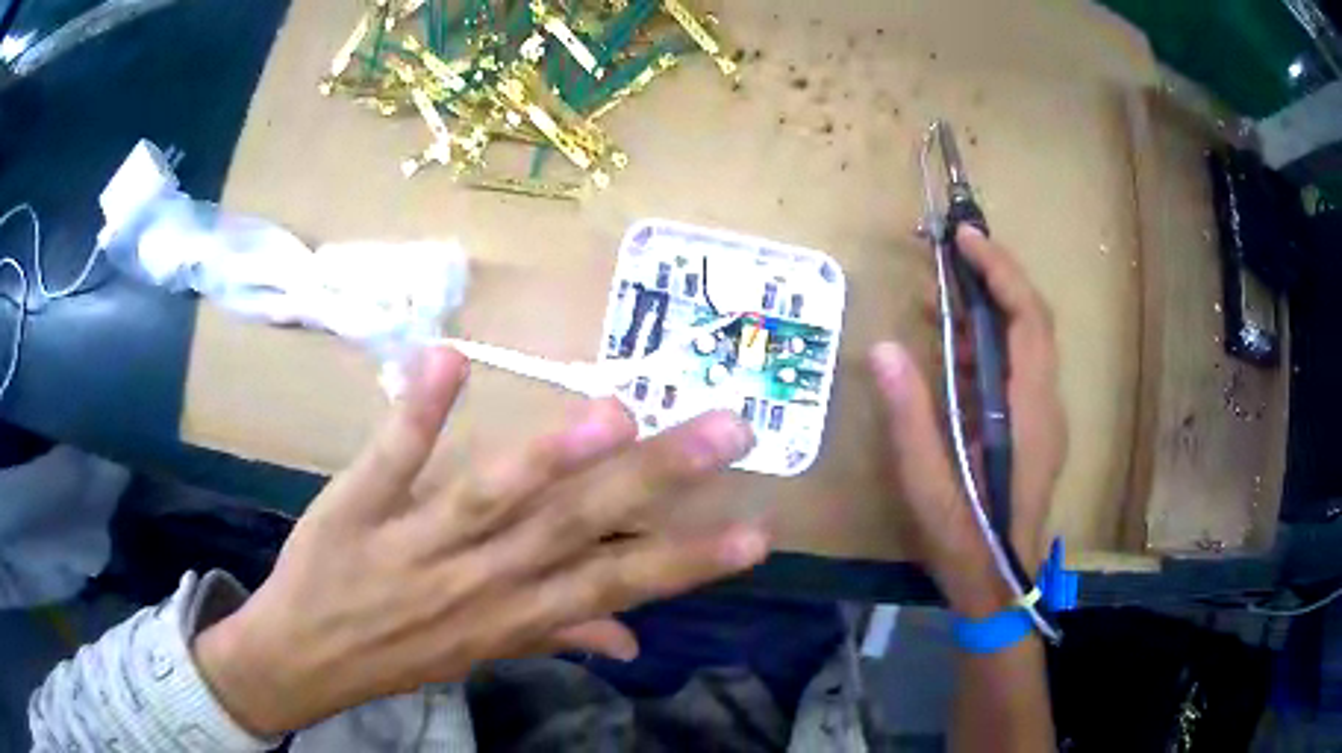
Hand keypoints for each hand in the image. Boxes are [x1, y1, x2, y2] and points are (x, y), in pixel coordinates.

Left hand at [193, 347, 769, 735]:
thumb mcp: (483, 657)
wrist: (303, 657)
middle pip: (574, 530)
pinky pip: (389, 459)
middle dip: (657, 484)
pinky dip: (416, 412)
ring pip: (489, 499)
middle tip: (727, 431)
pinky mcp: (355, 508)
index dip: (689, 562)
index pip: (617, 586)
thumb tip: (636, 639)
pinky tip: (444, 355)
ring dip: (550, 458)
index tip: (756, 533)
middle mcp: (477, 580)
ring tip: (616, 416)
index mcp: (511, 616)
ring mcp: (412, 542)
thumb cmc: (400, 653)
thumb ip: (558, 635)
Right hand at [869, 226, 1065, 616]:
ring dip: (991, 302)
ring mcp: (1042, 415)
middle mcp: (1045, 404)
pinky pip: (1015, 366)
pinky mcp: (1031, 426)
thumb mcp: (928, 488)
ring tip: (944, 282)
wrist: (1000, 587)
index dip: (1001, 271)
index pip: (1028, 320)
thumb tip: (882, 349)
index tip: (965, 238)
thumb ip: (909, 420)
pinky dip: (987, 338)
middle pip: (1034, 319)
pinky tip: (950, 339)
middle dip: (998, 272)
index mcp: (1028, 413)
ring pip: (1026, 340)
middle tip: (952, 246)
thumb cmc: (968, 543)